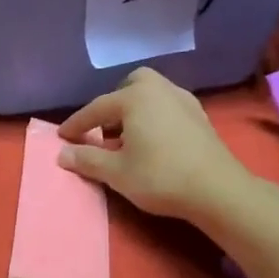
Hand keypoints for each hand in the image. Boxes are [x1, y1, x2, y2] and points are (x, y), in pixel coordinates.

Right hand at [56, 67, 245, 218]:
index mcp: (135, 97)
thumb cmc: (159, 177)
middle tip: (102, 130)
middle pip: (129, 87)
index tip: (62, 137)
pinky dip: (153, 117)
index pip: (97, 108)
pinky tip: (152, 141)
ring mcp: (183, 100)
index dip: (77, 124)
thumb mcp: (116, 172)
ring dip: (134, 111)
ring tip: (126, 138)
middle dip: (112, 105)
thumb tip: (62, 154)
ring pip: (151, 95)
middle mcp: (160, 89)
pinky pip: (167, 107)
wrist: (216, 189)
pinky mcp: (199, 116)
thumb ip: (87, 160)